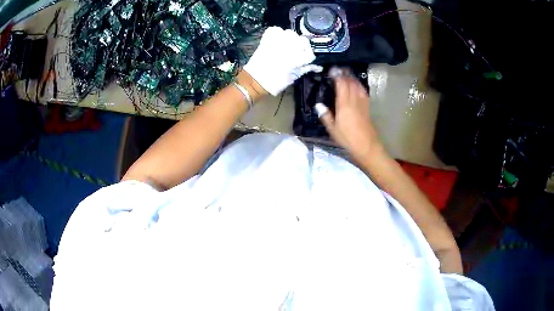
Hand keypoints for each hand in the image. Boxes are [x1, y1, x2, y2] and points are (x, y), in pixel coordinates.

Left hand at [244, 27, 322, 95]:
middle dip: (302, 46)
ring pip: (291, 33)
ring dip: (291, 39)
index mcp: (297, 59)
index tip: (305, 60)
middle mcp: (289, 47)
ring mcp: (277, 41)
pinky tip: (277, 41)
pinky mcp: (267, 38)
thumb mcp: (293, 77)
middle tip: (296, 53)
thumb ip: (306, 69)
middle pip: (303, 40)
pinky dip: (277, 33)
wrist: (255, 81)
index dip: (308, 57)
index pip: (310, 53)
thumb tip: (318, 67)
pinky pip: (276, 29)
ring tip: (287, 46)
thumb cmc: (275, 83)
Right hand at [317, 67, 383, 160]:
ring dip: (352, 78)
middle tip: (338, 70)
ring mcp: (362, 103)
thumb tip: (318, 105)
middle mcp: (354, 100)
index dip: (337, 75)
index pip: (341, 84)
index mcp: (344, 105)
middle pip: (350, 82)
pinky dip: (358, 85)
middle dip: (344, 74)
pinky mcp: (367, 107)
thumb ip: (325, 116)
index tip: (331, 70)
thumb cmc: (348, 139)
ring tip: (346, 74)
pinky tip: (356, 85)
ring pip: (358, 85)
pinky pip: (363, 91)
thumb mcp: (333, 130)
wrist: (367, 146)